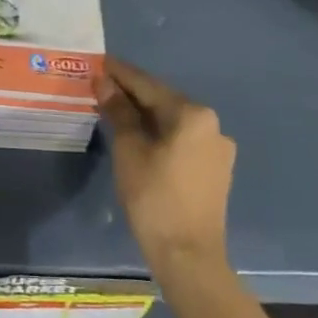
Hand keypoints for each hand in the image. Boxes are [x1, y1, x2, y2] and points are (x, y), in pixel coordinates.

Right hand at [97, 57, 235, 271]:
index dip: (121, 74)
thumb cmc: (154, 198)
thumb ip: (119, 112)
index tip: (100, 61)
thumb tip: (105, 82)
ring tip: (115, 110)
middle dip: (132, 94)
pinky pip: (182, 140)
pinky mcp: (215, 170)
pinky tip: (139, 137)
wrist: (188, 256)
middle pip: (163, 101)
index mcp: (193, 115)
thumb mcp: (129, 150)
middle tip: (101, 85)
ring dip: (145, 114)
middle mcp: (212, 125)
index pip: (148, 85)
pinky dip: (159, 134)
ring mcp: (218, 149)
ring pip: (173, 122)